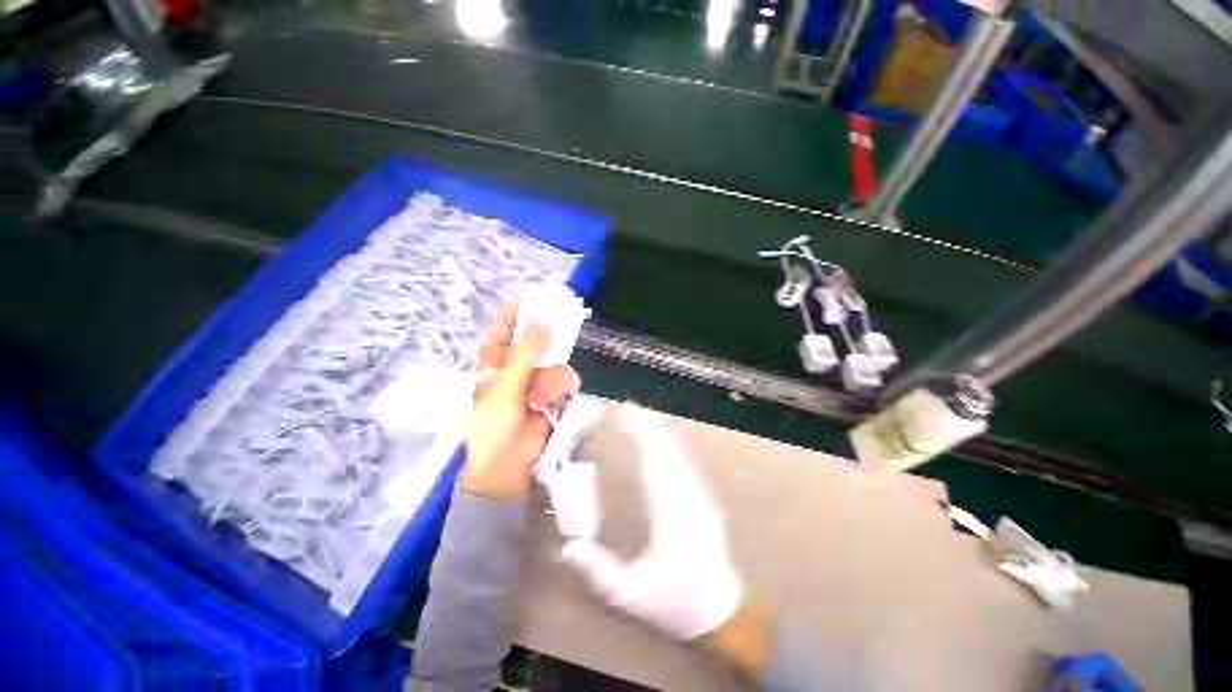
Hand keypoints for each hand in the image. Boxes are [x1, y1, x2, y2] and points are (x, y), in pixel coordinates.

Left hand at [462, 303, 578, 498]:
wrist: (509, 466)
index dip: (520, 310)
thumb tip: (542, 322)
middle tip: (559, 332)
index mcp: (495, 358)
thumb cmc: (494, 426)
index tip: (538, 298)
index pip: (507, 324)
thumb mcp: (504, 388)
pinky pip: (565, 379)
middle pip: (538, 338)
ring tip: (540, 399)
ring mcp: (537, 377)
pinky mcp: (554, 392)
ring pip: (555, 361)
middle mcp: (518, 363)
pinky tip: (550, 405)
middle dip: (548, 341)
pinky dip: (559, 391)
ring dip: (550, 380)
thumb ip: (524, 355)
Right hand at [562, 404, 743, 641]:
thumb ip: (598, 570)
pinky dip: (666, 447)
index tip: (625, 415)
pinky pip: (681, 463)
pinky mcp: (701, 498)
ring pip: (677, 454)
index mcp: (671, 514)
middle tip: (627, 410)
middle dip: (646, 426)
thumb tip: (568, 547)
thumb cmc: (677, 602)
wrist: (722, 613)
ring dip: (656, 434)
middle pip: (666, 451)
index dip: (641, 434)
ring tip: (637, 420)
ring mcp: (698, 496)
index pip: (655, 462)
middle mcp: (688, 497)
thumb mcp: (631, 594)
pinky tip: (656, 443)